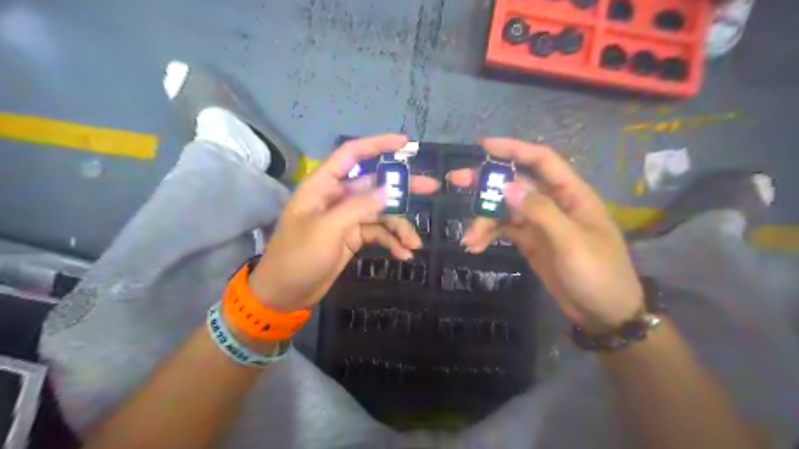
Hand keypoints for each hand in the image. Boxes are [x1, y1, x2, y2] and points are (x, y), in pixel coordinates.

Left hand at [249, 133, 439, 310]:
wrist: (285, 293)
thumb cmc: (297, 256)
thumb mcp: (326, 229)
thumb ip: (357, 207)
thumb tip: (387, 191)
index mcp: (323, 186)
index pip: (352, 154)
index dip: (378, 144)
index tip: (406, 143)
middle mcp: (337, 197)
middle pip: (375, 184)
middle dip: (402, 188)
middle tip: (431, 187)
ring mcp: (347, 218)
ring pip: (380, 213)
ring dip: (399, 226)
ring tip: (415, 243)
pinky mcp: (353, 237)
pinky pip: (378, 233)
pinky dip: (391, 242)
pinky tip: (404, 254)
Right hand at [449, 136, 641, 332]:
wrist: (604, 313)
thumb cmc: (598, 274)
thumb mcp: (572, 243)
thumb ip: (541, 212)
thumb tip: (507, 186)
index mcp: (572, 194)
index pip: (542, 161)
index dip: (514, 149)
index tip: (484, 146)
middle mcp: (553, 203)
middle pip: (516, 183)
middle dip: (486, 182)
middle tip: (456, 180)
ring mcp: (539, 223)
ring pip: (504, 209)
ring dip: (484, 219)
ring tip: (468, 238)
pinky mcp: (529, 241)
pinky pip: (503, 230)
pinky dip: (488, 235)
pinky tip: (475, 246)